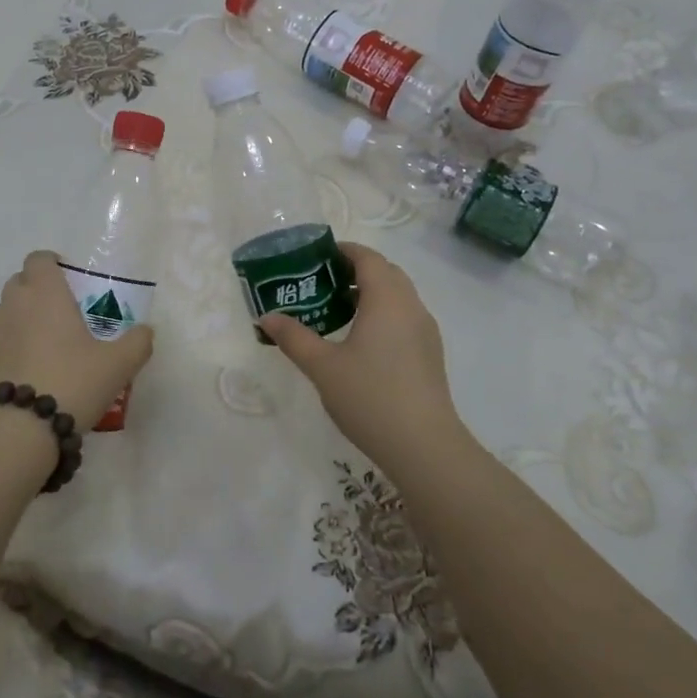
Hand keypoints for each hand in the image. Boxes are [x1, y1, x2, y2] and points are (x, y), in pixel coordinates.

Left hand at [0, 251, 154, 424]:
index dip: (53, 264)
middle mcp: (13, 305)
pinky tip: (29, 375)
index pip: (39, 259)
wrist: (15, 431)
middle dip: (39, 291)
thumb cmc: (71, 383)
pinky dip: (11, 349)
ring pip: (8, 314)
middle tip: (63, 315)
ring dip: (25, 321)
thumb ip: (137, 343)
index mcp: (45, 294)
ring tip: (48, 351)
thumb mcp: (117, 365)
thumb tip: (146, 331)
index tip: (69, 279)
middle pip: (21, 282)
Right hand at [259, 242, 465, 475]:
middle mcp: (411, 306)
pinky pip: (404, 317)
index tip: (316, 258)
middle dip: (354, 270)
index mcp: (387, 299)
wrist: (424, 446)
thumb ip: (293, 337)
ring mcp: (425, 331)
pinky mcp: (430, 354)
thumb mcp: (322, 366)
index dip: (343, 251)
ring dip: (370, 293)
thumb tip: (266, 317)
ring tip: (336, 311)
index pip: (368, 258)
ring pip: (398, 296)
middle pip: (385, 272)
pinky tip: (360, 342)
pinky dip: (382, 314)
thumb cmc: (370, 396)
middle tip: (321, 283)